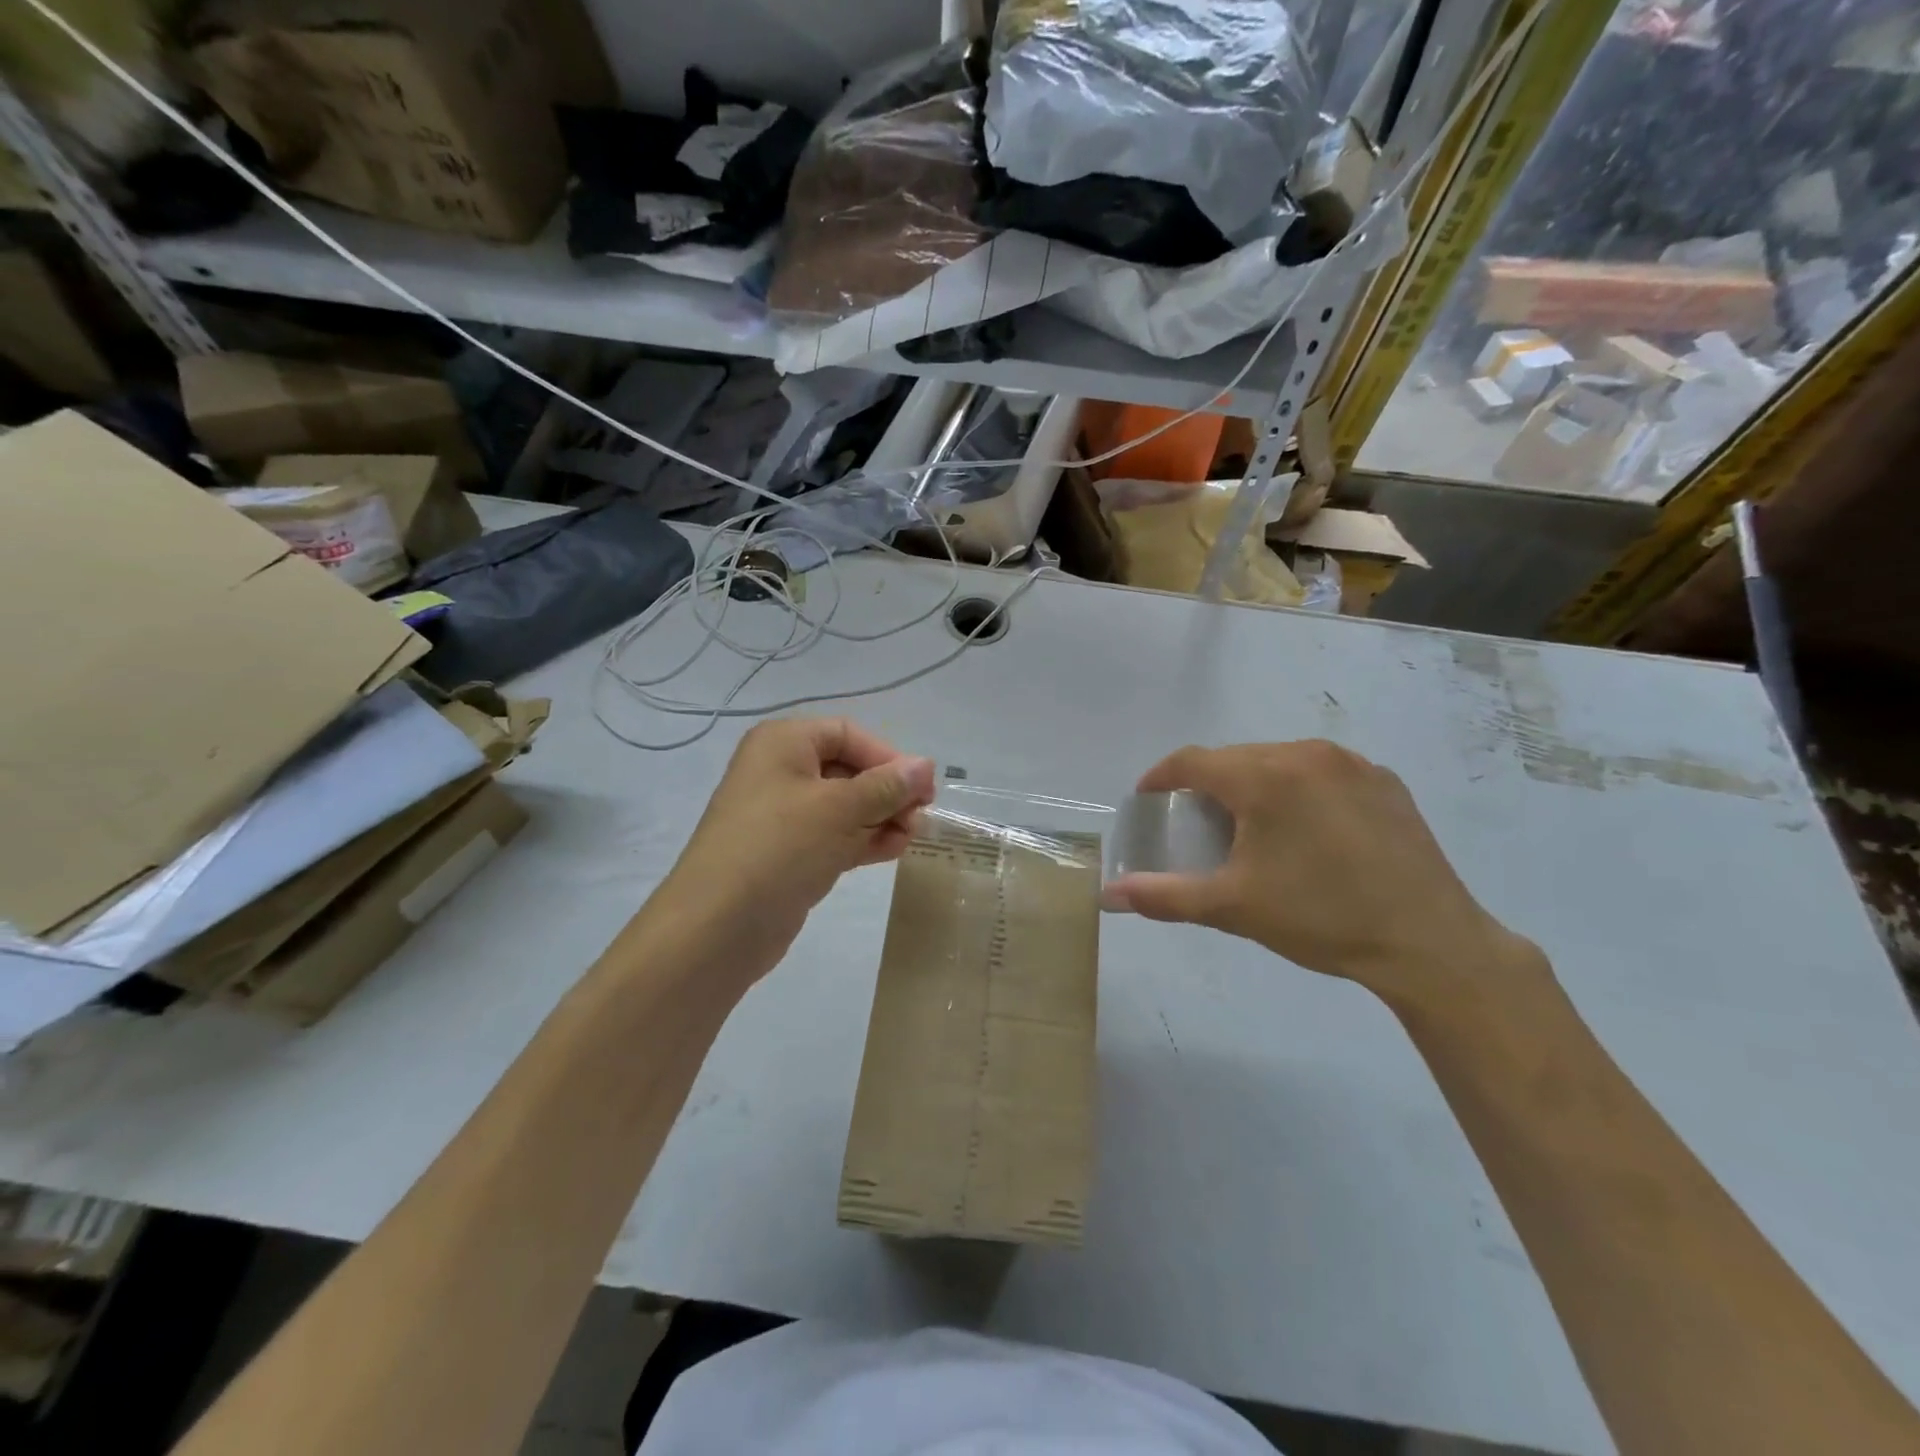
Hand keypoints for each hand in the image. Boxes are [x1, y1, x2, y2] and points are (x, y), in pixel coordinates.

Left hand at [646, 718, 935, 989]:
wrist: (718, 926)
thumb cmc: (780, 847)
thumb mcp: (840, 809)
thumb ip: (888, 786)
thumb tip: (927, 765)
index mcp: (783, 743)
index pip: (848, 734)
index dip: (888, 757)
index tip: (921, 789)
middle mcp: (780, 771)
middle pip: (848, 769)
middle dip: (888, 791)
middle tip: (921, 817)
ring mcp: (783, 815)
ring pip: (844, 805)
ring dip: (881, 817)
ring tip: (911, 837)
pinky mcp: (788, 852)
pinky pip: (834, 835)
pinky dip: (863, 839)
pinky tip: (893, 851)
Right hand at [1103, 741, 1540, 1006]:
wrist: (1429, 943)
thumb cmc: (1321, 919)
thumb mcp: (1233, 908)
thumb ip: (1165, 896)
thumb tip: (1109, 896)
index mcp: (1266, 776)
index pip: (1193, 761)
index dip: (1161, 778)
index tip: (1147, 800)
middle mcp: (1307, 754)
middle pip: (1236, 758)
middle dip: (1208, 785)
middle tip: (1197, 824)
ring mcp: (1352, 764)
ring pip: (1279, 762)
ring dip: (1253, 785)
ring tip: (1250, 827)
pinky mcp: (1384, 781)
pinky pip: (1321, 772)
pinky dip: (1297, 789)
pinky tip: (1305, 830)